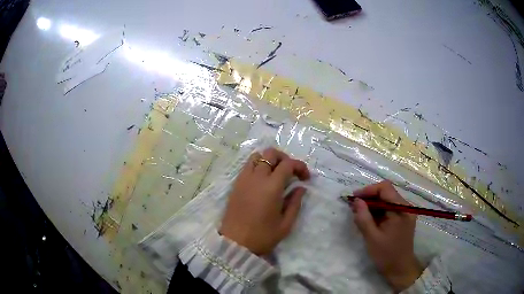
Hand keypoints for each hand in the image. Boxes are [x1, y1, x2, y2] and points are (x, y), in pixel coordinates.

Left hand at [220, 148, 309, 255]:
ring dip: (269, 160)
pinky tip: (262, 180)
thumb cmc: (262, 236)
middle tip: (291, 173)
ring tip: (276, 174)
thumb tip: (300, 188)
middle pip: (270, 153)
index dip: (300, 166)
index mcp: (271, 187)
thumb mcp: (285, 224)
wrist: (235, 244)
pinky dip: (257, 166)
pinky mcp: (236, 184)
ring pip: (257, 156)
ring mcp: (243, 179)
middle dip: (284, 158)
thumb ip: (295, 203)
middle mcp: (256, 178)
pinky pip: (247, 166)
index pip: (288, 164)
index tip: (305, 178)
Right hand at [351, 181, 422, 291]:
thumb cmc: (386, 254)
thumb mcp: (372, 237)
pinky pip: (389, 209)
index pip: (385, 188)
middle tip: (354, 207)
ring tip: (359, 214)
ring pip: (387, 200)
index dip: (368, 190)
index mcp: (401, 209)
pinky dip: (378, 211)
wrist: (400, 268)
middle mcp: (405, 207)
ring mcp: (405, 212)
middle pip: (386, 193)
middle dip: (369, 198)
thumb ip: (363, 218)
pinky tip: (368, 220)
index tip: (354, 199)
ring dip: (372, 205)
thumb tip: (356, 201)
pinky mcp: (403, 218)